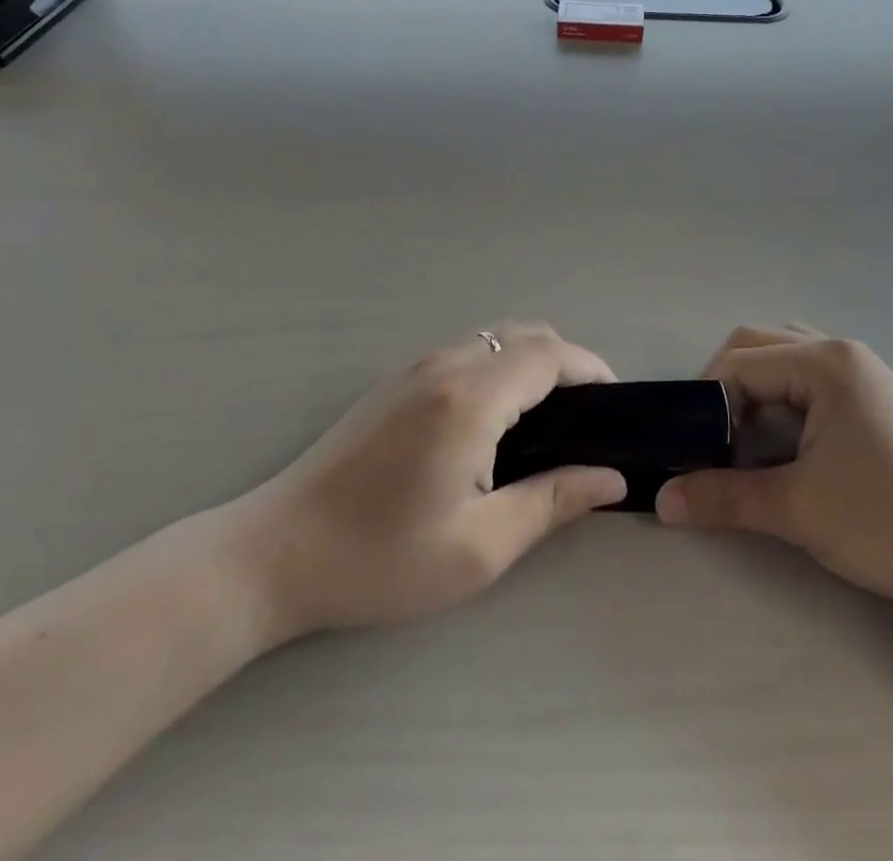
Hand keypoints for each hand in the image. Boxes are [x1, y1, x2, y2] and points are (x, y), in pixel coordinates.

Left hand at [220, 323, 626, 649]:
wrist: (276, 552)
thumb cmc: (380, 559)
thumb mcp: (479, 548)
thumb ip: (552, 502)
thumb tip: (611, 477)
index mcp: (471, 399)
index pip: (550, 355)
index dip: (591, 369)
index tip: (616, 404)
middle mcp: (446, 365)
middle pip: (526, 333)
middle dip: (567, 363)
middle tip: (586, 418)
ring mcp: (416, 367)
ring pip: (496, 337)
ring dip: (533, 361)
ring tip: (549, 420)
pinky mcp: (397, 380)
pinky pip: (469, 352)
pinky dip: (501, 366)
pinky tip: (498, 419)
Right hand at [656, 326, 892, 637]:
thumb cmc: (890, 521)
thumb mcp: (799, 510)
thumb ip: (724, 497)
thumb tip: (662, 499)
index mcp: (823, 362)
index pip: (738, 362)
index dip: (705, 403)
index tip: (692, 451)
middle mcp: (840, 352)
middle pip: (757, 346)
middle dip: (725, 390)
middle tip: (715, 443)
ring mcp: (862, 373)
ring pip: (784, 360)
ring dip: (755, 392)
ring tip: (747, 442)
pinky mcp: (874, 399)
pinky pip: (810, 381)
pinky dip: (783, 402)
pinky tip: (784, 445)